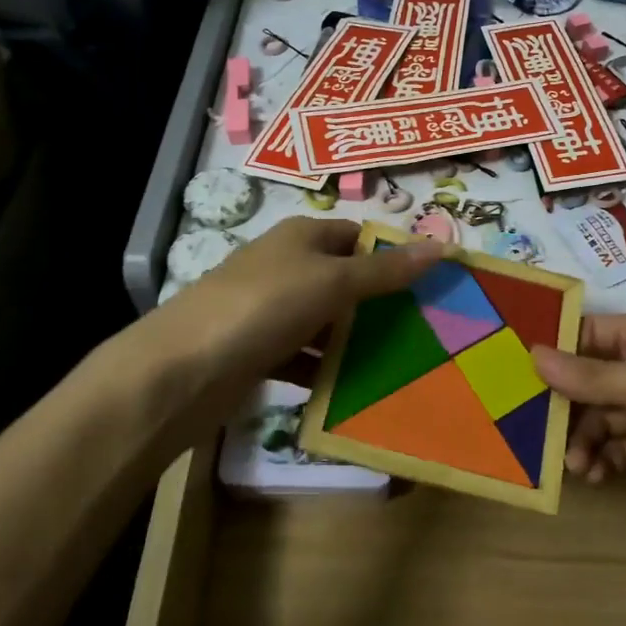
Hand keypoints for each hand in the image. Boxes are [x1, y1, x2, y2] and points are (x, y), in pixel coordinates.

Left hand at [147, 218, 443, 400]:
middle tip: (426, 328)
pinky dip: (324, 370)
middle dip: (379, 302)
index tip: (430, 284)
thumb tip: (442, 245)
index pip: (356, 236)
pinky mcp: (257, 351)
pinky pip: (303, 356)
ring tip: (401, 362)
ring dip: (354, 340)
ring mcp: (268, 310)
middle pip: (342, 279)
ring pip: (324, 321)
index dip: (391, 254)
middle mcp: (284, 266)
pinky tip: (353, 389)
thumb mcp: (332, 281)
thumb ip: (385, 269)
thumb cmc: (264, 306)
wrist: (183, 369)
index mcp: (300, 237)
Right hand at [531, 310, 625, 564]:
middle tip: (531, 431)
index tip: (507, 371)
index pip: (589, 331)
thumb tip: (531, 353)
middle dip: (564, 403)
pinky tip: (594, 476)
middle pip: (592, 376)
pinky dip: (607, 458)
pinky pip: (625, 446)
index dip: (551, 348)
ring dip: (584, 437)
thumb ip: (592, 376)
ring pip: (606, 415)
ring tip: (573, 466)